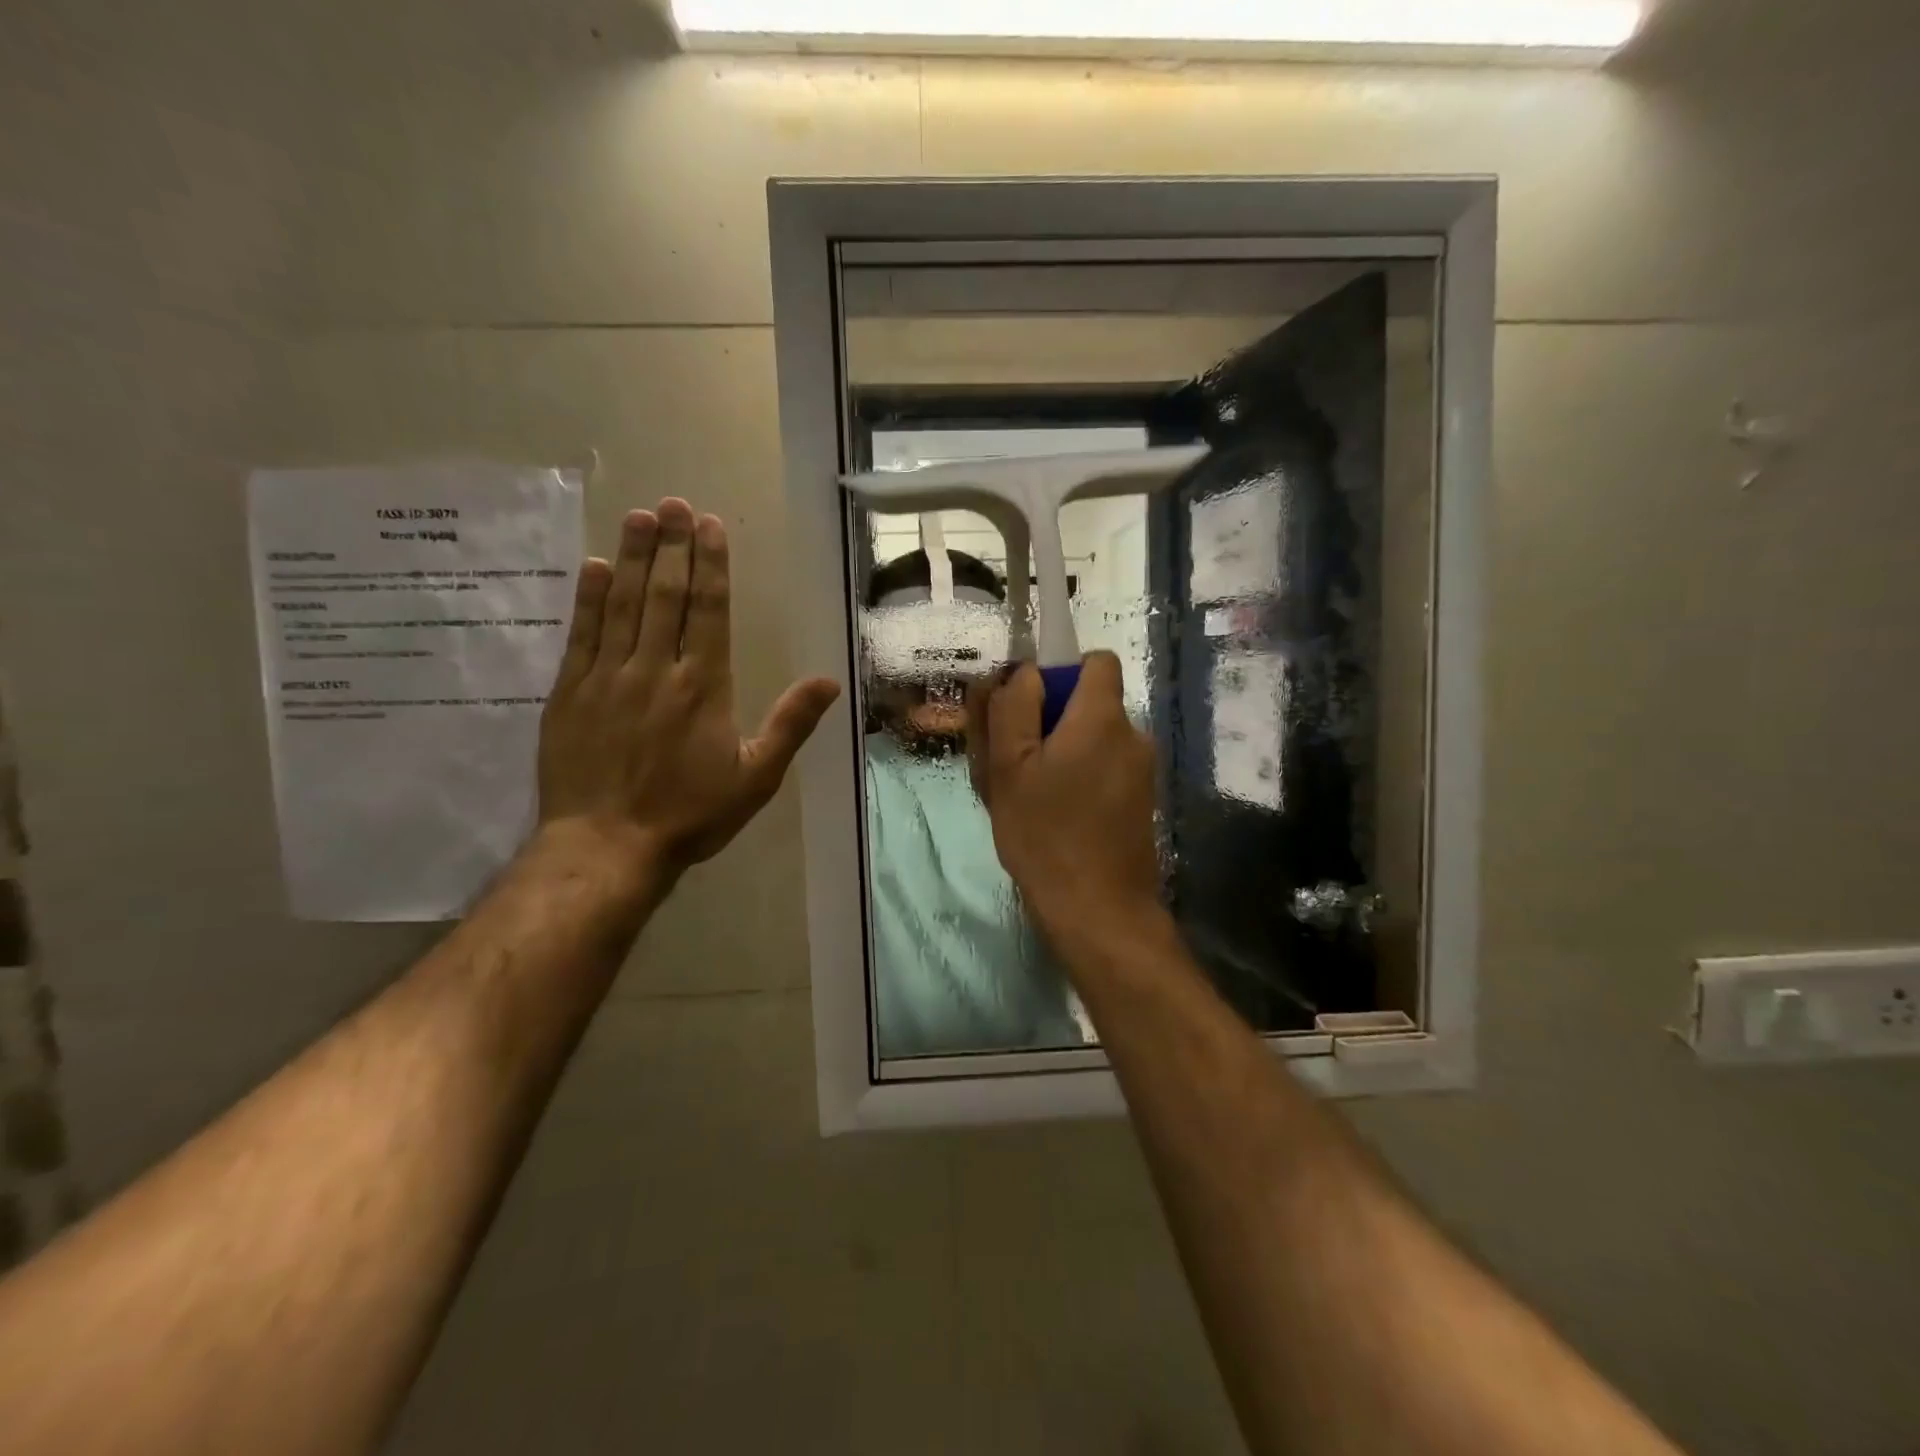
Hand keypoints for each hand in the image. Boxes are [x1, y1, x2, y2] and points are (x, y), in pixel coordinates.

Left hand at [537, 498, 839, 879]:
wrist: (607, 846)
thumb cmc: (690, 814)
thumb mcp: (755, 777)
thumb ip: (790, 724)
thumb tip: (828, 681)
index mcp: (703, 685)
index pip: (708, 610)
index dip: (710, 564)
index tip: (709, 525)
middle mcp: (655, 668)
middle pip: (665, 594)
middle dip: (672, 545)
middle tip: (674, 502)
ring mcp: (607, 677)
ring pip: (621, 604)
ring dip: (631, 557)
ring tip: (639, 516)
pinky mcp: (569, 693)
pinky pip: (580, 634)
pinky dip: (587, 597)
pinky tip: (593, 566)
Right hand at [967, 653, 1162, 950]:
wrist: (1098, 911)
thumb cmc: (1045, 834)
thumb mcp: (1008, 767)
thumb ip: (1013, 708)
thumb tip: (1026, 673)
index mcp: (1102, 718)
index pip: (1096, 662)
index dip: (1062, 672)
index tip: (1030, 706)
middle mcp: (1133, 736)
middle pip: (1089, 704)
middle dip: (1050, 720)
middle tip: (1012, 762)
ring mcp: (1141, 772)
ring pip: (1093, 740)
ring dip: (1061, 754)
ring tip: (1027, 796)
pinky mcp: (1140, 802)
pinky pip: (1104, 769)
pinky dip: (1078, 778)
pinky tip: (1052, 816)